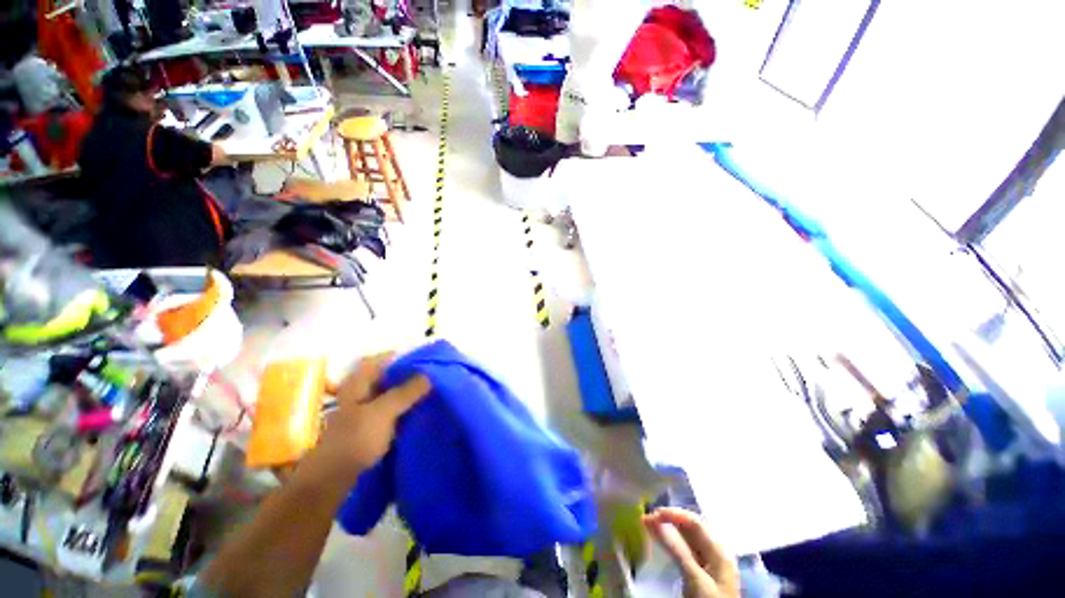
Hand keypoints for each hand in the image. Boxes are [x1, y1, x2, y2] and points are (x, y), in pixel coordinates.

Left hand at [316, 353, 430, 472]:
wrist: (333, 479)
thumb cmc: (355, 439)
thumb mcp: (383, 412)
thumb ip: (406, 391)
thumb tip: (429, 374)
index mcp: (358, 383)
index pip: (381, 359)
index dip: (401, 355)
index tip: (424, 357)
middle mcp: (360, 392)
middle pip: (387, 375)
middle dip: (408, 373)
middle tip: (432, 373)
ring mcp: (364, 410)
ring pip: (390, 393)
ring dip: (407, 390)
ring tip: (431, 389)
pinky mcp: (369, 426)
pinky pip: (391, 409)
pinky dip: (404, 406)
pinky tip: (419, 409)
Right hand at [643, 508, 739, 597]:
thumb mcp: (695, 578)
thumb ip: (678, 550)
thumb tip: (657, 523)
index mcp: (718, 549)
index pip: (694, 522)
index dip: (674, 514)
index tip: (654, 513)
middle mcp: (713, 552)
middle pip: (689, 528)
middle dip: (668, 520)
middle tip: (647, 517)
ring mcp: (706, 563)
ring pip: (684, 539)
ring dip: (666, 529)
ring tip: (647, 523)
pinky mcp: (698, 574)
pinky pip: (682, 551)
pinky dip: (669, 543)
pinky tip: (658, 538)